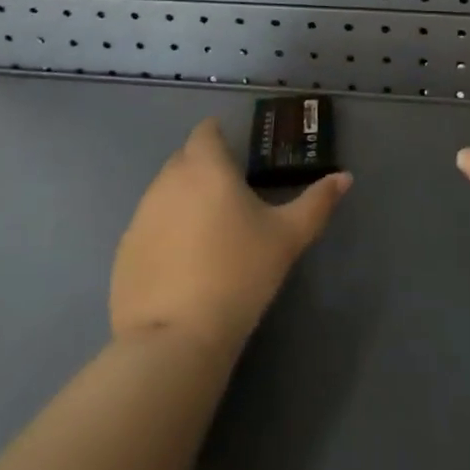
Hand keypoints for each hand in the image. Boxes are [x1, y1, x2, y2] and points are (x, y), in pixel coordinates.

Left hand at [111, 119, 351, 355]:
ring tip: (208, 234)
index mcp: (205, 167)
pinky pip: (148, 226)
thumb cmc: (239, 274)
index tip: (238, 155)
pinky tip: (183, 265)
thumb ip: (317, 202)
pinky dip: (165, 233)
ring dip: (184, 200)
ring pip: (164, 192)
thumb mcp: (288, 238)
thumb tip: (344, 177)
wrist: (175, 339)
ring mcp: (140, 215)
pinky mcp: (124, 249)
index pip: (206, 131)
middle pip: (184, 158)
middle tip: (231, 197)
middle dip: (204, 167)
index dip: (220, 136)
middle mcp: (167, 180)